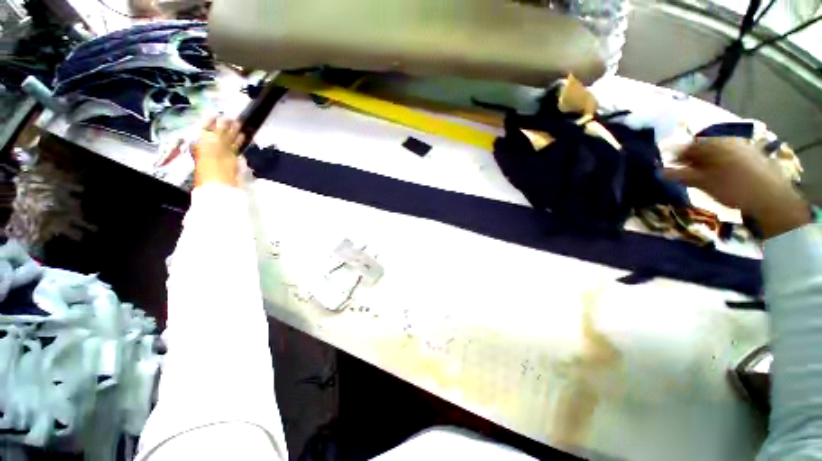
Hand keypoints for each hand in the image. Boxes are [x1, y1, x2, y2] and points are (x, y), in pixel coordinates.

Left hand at [192, 117, 244, 187]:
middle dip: (224, 125)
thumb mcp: (212, 143)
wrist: (220, 181)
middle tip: (231, 117)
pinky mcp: (232, 158)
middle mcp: (212, 145)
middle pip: (218, 132)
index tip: (217, 113)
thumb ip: (218, 132)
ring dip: (234, 131)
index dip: (210, 121)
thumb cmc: (212, 162)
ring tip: (239, 123)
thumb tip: (224, 120)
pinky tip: (243, 135)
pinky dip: (239, 141)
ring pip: (228, 139)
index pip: (206, 128)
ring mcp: (222, 152)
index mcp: (203, 141)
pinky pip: (235, 147)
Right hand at [664, 138, 810, 238]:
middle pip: (702, 147)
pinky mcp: (752, 155)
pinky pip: (728, 156)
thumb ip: (680, 175)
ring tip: (700, 177)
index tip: (667, 168)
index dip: (675, 156)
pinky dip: (719, 164)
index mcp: (713, 143)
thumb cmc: (733, 189)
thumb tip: (659, 171)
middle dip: (690, 159)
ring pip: (715, 152)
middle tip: (683, 173)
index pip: (687, 145)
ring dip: (704, 163)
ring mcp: (742, 147)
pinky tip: (719, 176)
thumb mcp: (702, 183)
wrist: (771, 199)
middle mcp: (727, 140)